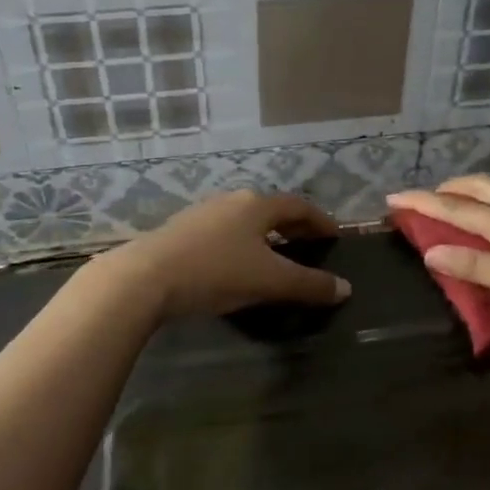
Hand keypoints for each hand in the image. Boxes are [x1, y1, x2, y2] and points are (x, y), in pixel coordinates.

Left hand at [99, 190, 350, 318]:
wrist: (145, 278)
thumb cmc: (215, 272)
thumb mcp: (269, 281)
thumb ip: (309, 285)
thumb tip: (345, 288)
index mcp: (257, 205)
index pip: (299, 206)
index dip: (320, 220)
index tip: (334, 236)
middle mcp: (231, 201)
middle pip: (271, 210)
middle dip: (293, 227)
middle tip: (309, 247)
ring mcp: (202, 214)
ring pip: (245, 221)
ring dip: (265, 236)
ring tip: (275, 257)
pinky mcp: (180, 232)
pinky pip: (223, 233)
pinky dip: (241, 245)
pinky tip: (236, 266)